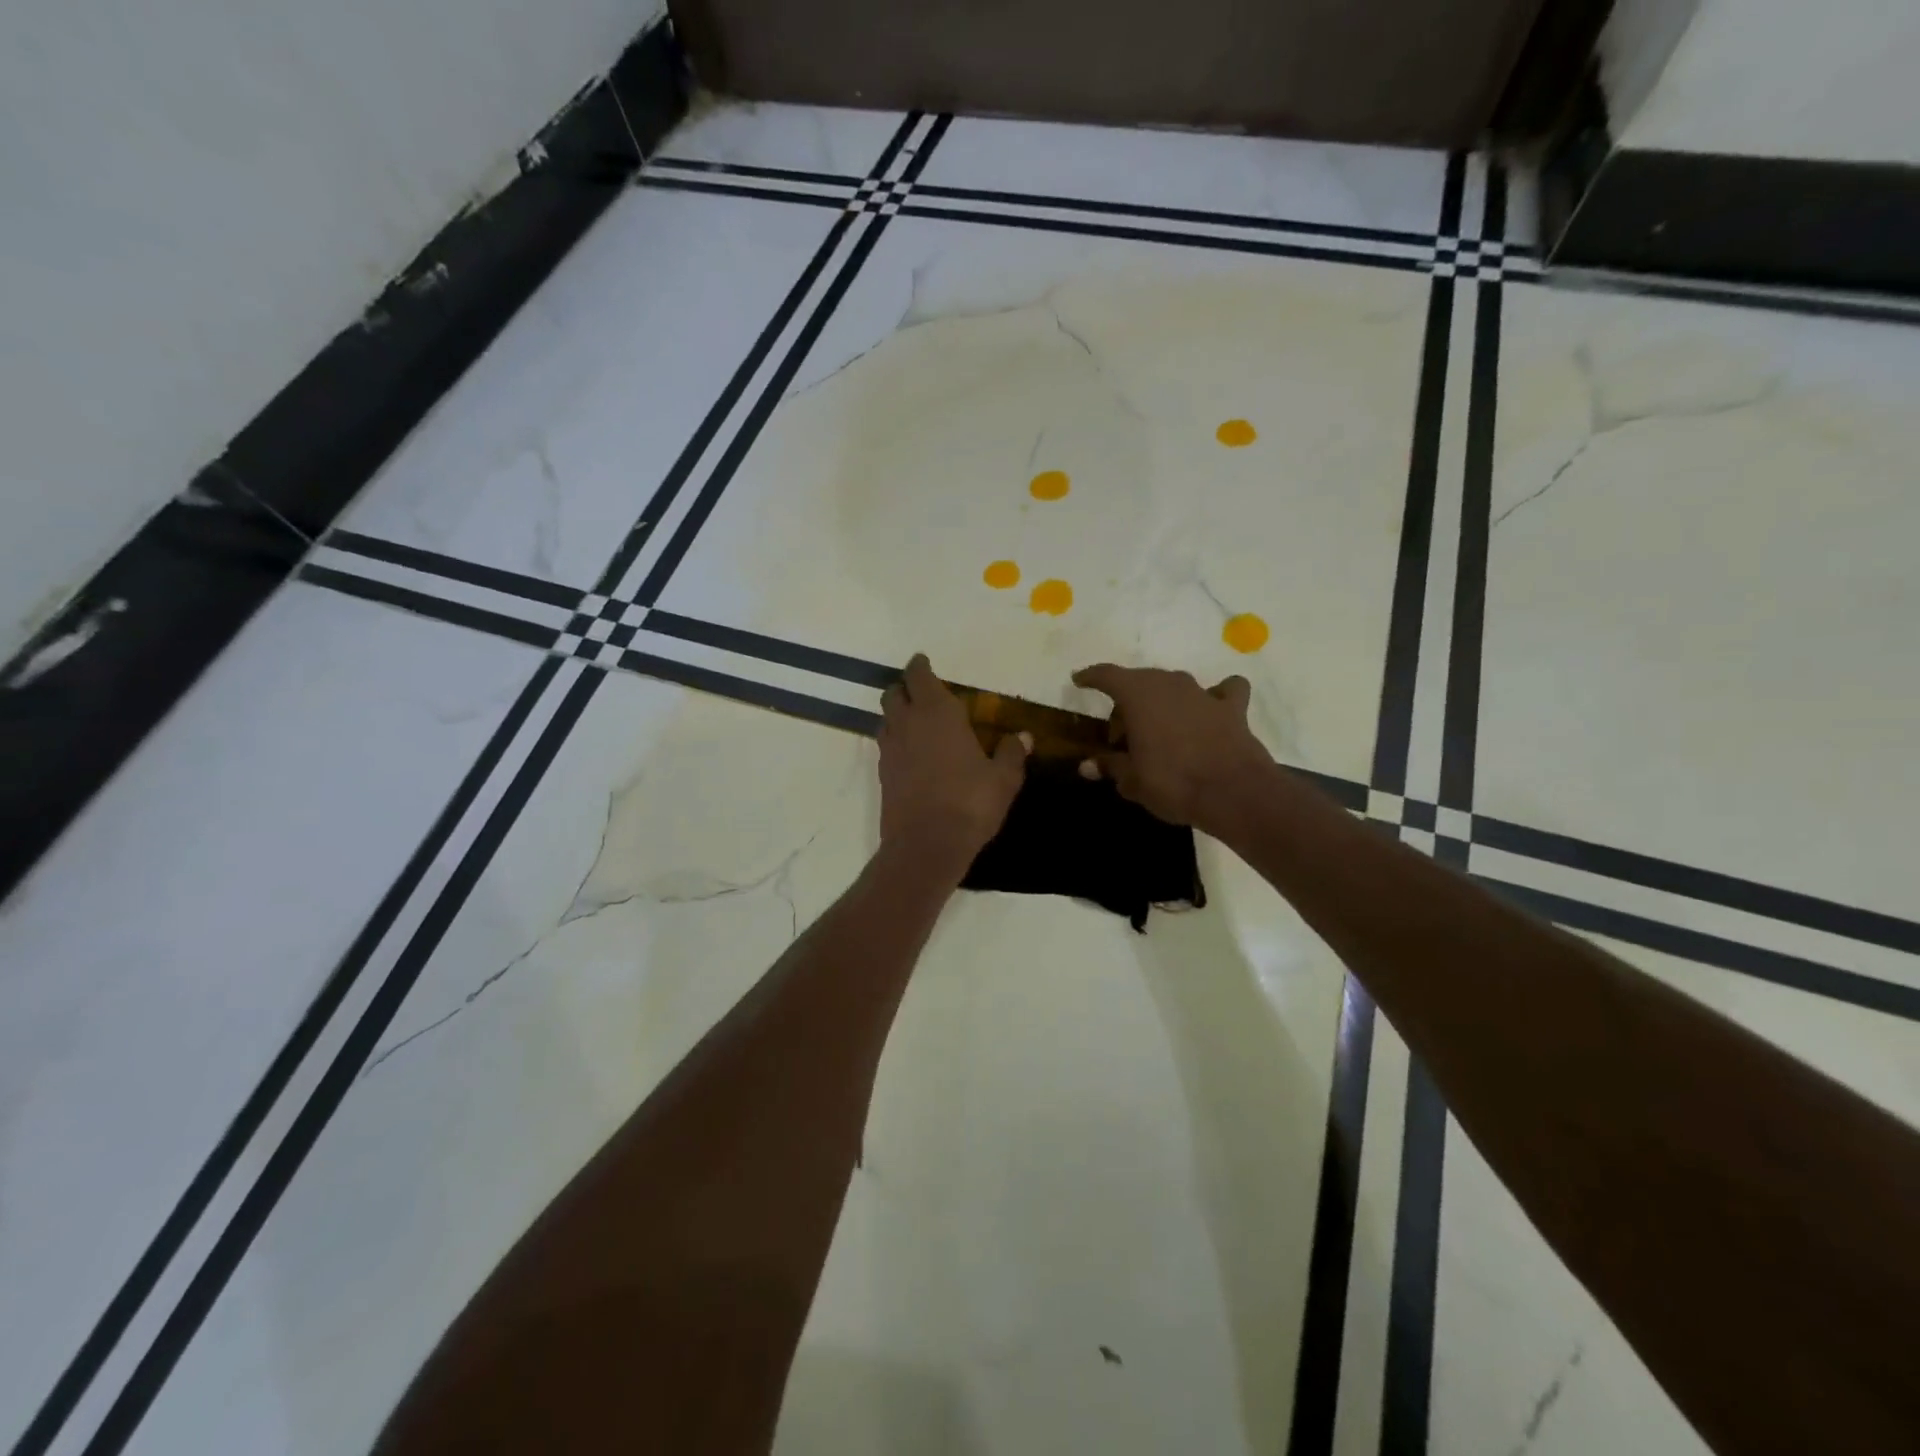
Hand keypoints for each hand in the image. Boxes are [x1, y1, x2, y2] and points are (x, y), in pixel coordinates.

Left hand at [879, 655, 1026, 870]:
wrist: (926, 845)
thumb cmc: (971, 803)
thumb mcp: (1003, 779)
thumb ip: (1012, 753)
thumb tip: (1023, 736)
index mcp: (938, 713)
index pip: (920, 676)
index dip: (920, 666)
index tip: (923, 661)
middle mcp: (908, 723)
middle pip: (894, 693)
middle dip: (904, 688)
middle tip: (921, 691)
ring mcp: (890, 749)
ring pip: (886, 718)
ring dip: (897, 713)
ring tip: (915, 721)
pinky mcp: (882, 774)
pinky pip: (885, 745)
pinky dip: (896, 740)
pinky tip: (911, 753)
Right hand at [1071, 663, 1274, 830]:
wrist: (1233, 792)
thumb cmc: (1172, 782)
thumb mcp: (1132, 780)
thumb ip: (1110, 766)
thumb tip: (1086, 766)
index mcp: (1138, 695)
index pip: (1107, 675)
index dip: (1091, 677)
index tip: (1079, 680)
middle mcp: (1169, 684)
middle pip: (1140, 682)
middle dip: (1126, 702)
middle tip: (1121, 735)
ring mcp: (1203, 693)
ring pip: (1175, 686)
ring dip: (1163, 701)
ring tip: (1158, 729)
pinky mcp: (1232, 708)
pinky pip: (1223, 691)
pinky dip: (1216, 696)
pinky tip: (1211, 709)